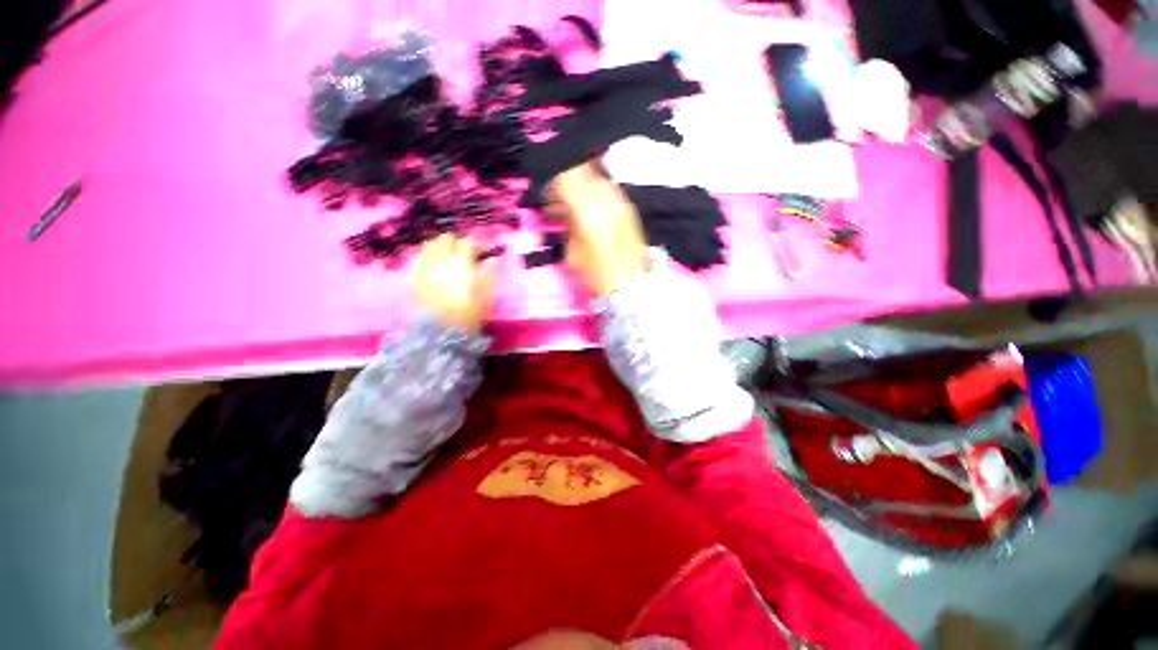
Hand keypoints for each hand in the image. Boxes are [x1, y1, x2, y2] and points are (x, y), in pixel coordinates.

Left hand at [413, 234, 495, 330]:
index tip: (482, 253)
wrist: (441, 329)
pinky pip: (420, 257)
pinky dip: (428, 256)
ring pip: (430, 245)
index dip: (476, 245)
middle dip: (456, 242)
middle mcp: (441, 259)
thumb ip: (490, 273)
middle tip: (464, 253)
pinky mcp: (415, 276)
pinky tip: (434, 265)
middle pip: (446, 239)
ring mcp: (426, 266)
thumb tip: (494, 259)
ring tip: (447, 257)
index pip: (468, 242)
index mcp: (462, 261)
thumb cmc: (469, 312)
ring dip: (440, 247)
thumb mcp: (487, 294)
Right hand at [551, 162, 648, 294]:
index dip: (553, 182)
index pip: (565, 176)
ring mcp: (620, 200)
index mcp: (587, 207)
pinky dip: (597, 194)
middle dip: (569, 180)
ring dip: (584, 185)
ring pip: (597, 177)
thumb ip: (566, 224)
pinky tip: (593, 211)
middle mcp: (606, 196)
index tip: (548, 196)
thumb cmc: (596, 273)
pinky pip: (609, 190)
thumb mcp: (571, 252)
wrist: (631, 283)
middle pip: (583, 170)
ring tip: (576, 205)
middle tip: (560, 197)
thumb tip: (563, 211)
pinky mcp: (629, 208)